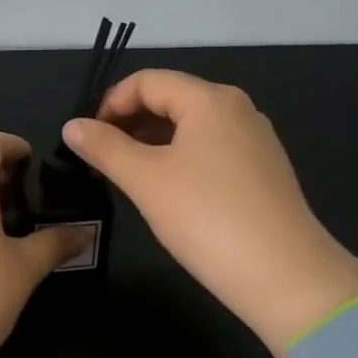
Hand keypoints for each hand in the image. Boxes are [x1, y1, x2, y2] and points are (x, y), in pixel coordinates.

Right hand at [63, 70, 357, 357]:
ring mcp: (255, 140)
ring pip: (191, 126)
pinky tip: (168, 190)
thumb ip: (104, 147)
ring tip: (127, 174)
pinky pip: (211, 149)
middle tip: (101, 157)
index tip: (87, 137)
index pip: (148, 81)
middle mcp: (237, 109)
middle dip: (130, 121)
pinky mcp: (264, 171)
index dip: (110, 102)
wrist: (285, 276)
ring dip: (153, 141)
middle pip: (171, 99)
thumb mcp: (145, 180)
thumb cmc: (206, 217)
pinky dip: (180, 157)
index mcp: (210, 100)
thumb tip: (71, 126)